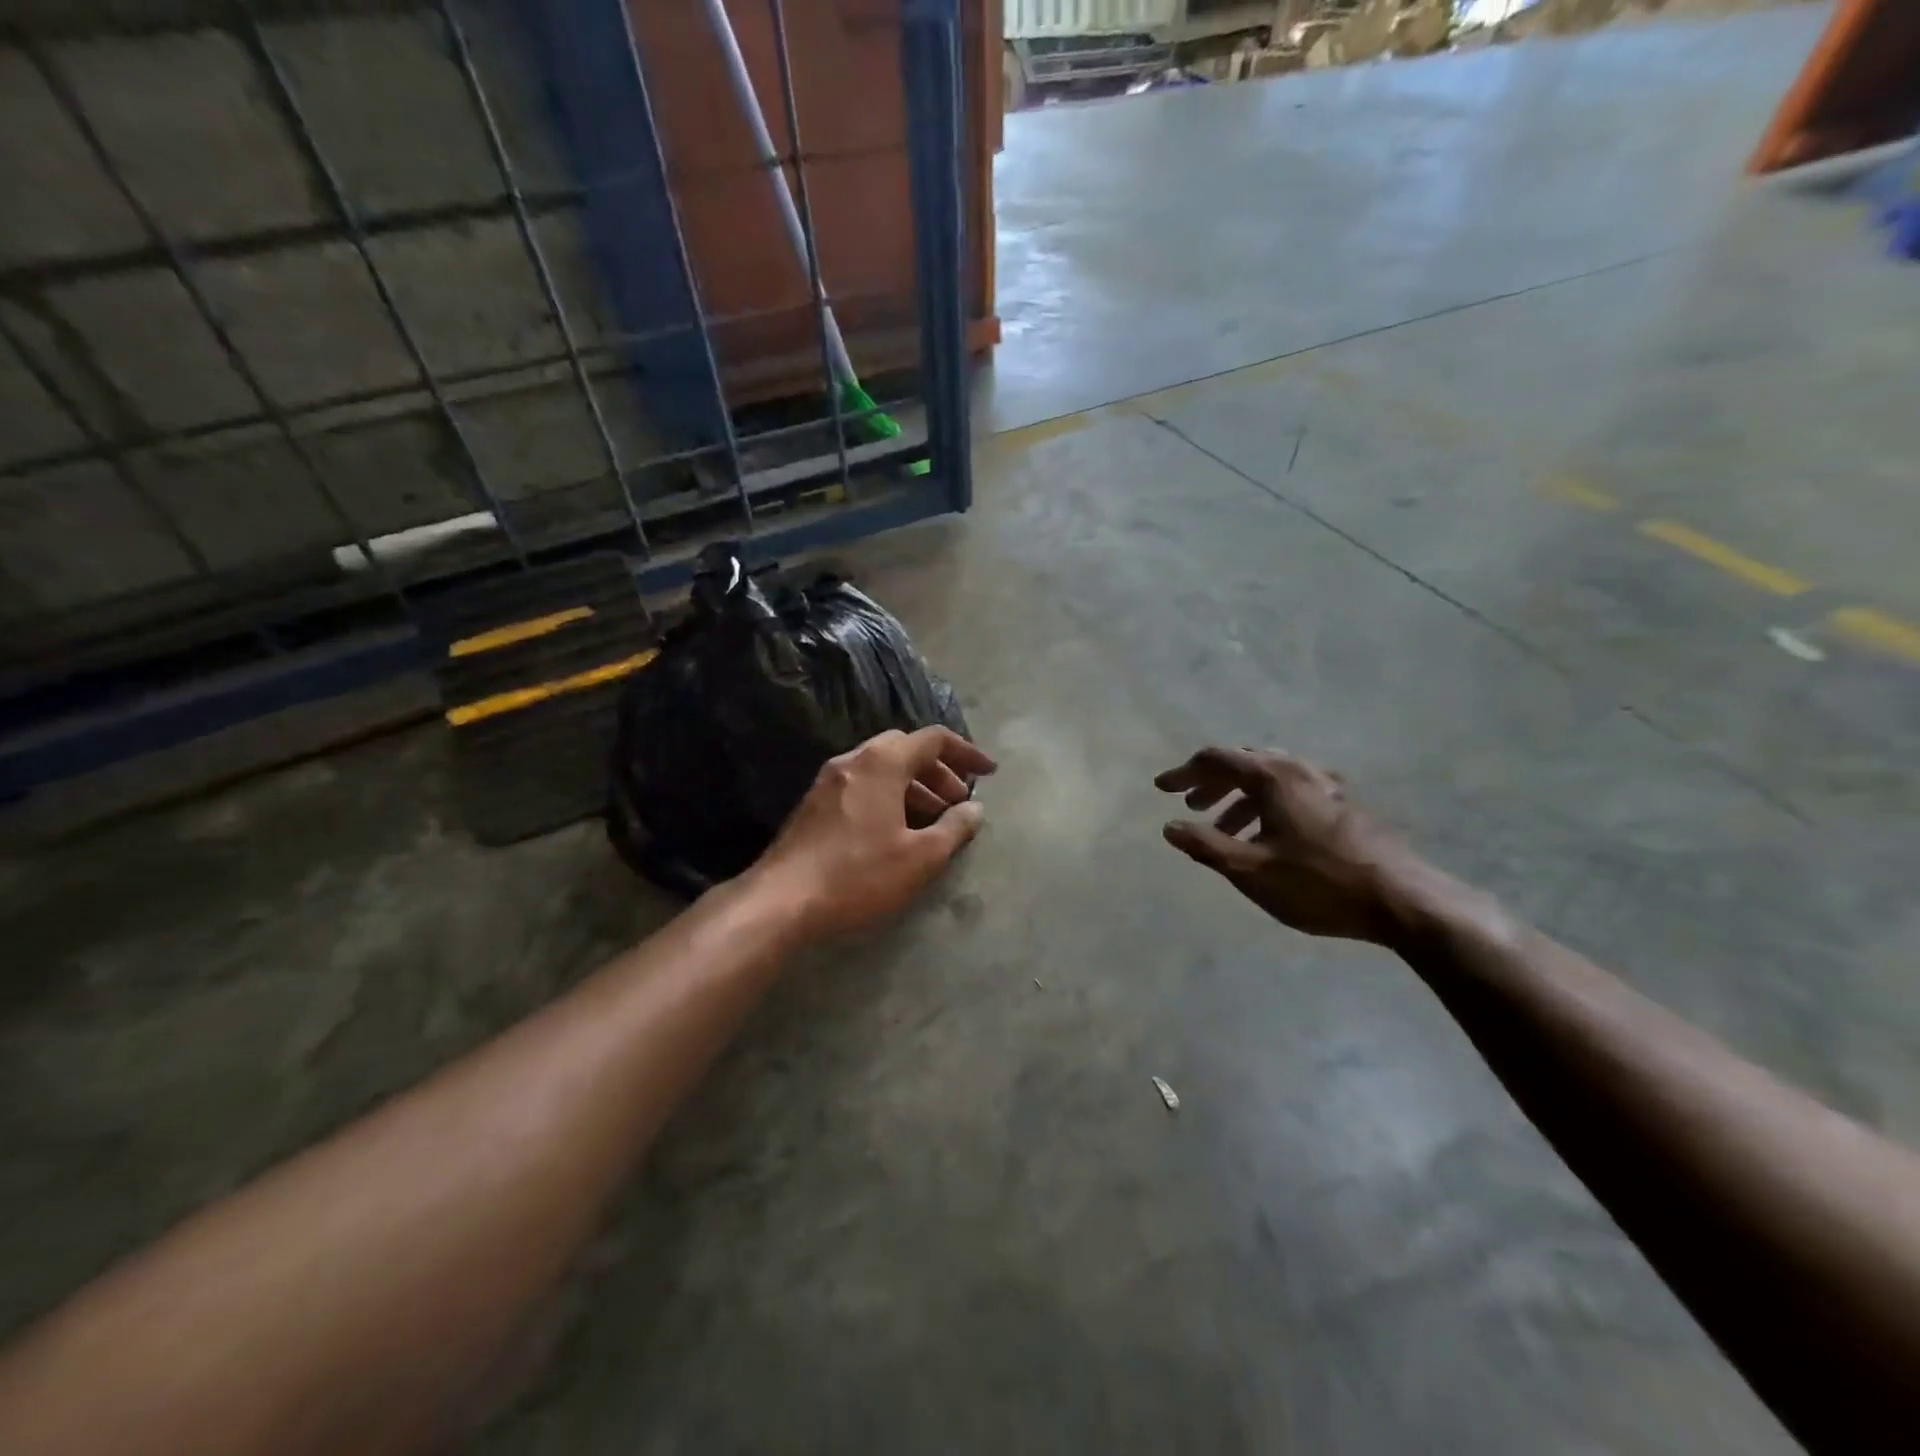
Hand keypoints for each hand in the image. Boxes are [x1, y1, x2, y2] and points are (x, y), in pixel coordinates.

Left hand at [751, 726, 996, 939]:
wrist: (781, 900)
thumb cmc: (858, 874)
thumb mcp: (919, 857)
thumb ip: (954, 828)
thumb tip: (974, 809)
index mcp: (882, 762)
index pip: (934, 739)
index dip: (966, 752)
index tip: (988, 773)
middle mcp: (854, 759)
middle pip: (906, 748)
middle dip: (939, 770)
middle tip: (958, 801)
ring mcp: (829, 780)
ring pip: (882, 767)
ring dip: (914, 784)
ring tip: (933, 820)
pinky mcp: (814, 803)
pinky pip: (862, 784)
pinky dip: (889, 794)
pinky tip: (896, 829)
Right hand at [1155, 747, 1421, 943]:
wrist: (1402, 899)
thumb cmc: (1318, 883)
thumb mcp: (1250, 870)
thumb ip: (1206, 846)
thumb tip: (1170, 828)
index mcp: (1272, 778)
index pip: (1216, 759)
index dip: (1184, 773)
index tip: (1162, 789)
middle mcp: (1299, 770)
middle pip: (1244, 762)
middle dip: (1211, 781)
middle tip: (1190, 805)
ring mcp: (1326, 785)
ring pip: (1270, 778)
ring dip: (1238, 796)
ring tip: (1222, 827)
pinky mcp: (1344, 805)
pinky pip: (1292, 792)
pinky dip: (1266, 805)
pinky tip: (1265, 836)